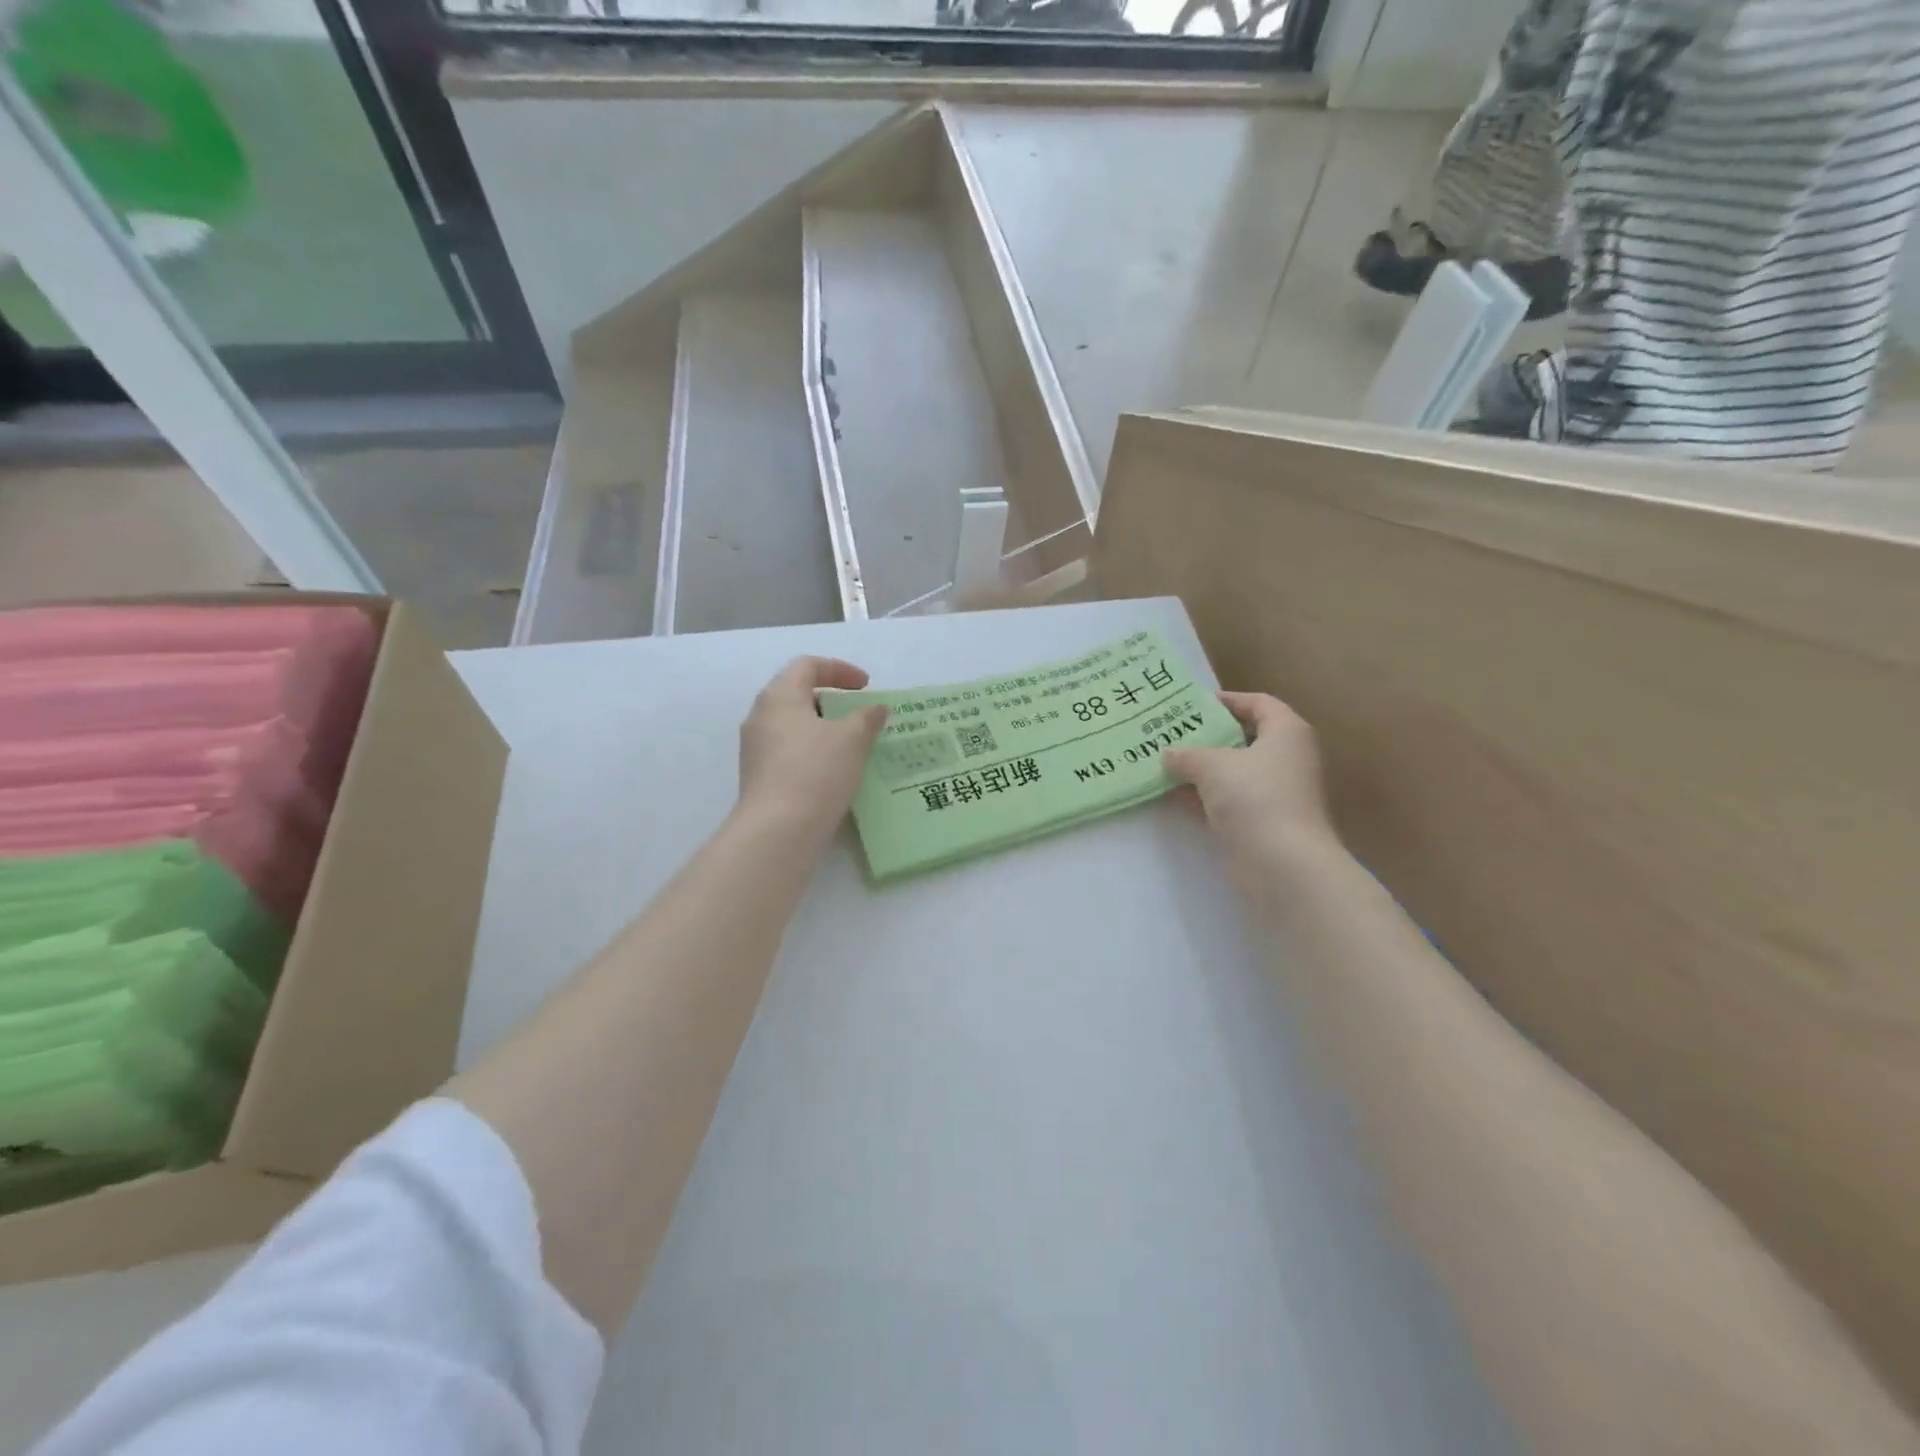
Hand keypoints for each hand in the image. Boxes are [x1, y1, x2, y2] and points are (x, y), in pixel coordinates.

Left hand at [736, 657, 888, 842]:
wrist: (778, 830)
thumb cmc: (816, 771)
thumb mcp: (852, 739)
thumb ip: (867, 718)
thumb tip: (876, 708)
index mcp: (779, 696)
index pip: (807, 666)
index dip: (839, 669)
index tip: (866, 686)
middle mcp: (761, 716)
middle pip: (797, 694)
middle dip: (831, 701)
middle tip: (859, 715)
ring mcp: (756, 749)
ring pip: (793, 726)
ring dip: (823, 730)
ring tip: (853, 746)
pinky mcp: (759, 777)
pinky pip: (790, 753)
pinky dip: (814, 753)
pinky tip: (836, 772)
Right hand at [1163, 692, 1335, 859]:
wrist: (1283, 863)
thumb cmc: (1255, 796)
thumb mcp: (1212, 765)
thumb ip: (1187, 755)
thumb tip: (1168, 754)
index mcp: (1286, 733)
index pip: (1258, 704)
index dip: (1228, 700)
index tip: (1193, 705)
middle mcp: (1286, 759)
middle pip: (1243, 738)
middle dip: (1207, 736)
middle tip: (1172, 733)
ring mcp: (1275, 792)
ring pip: (1232, 771)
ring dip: (1200, 768)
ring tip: (1164, 761)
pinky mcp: (1261, 821)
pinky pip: (1228, 799)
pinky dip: (1202, 796)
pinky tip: (1170, 794)